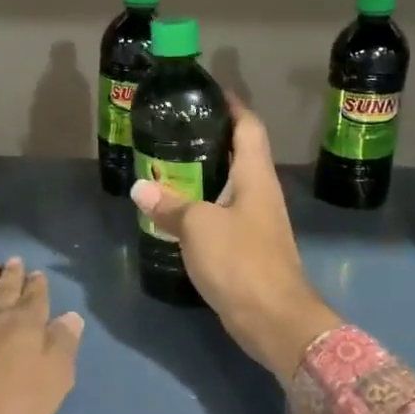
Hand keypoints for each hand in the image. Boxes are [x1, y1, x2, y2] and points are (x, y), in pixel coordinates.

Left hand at [0, 257, 83, 413]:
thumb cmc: (0, 406)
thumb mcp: (49, 384)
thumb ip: (62, 347)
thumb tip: (72, 317)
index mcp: (24, 325)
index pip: (35, 299)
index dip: (38, 286)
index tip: (38, 273)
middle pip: (5, 289)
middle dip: (12, 275)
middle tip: (14, 260)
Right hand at [130, 99, 340, 383]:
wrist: (275, 321)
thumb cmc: (241, 262)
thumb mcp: (199, 227)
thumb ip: (170, 205)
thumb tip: (140, 187)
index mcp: (255, 176)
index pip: (249, 127)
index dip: (232, 105)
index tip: (207, 92)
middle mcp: (260, 192)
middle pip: (239, 153)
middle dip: (210, 138)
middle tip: (173, 129)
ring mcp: (257, 222)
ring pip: (230, 185)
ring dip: (204, 173)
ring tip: (168, 165)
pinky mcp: (249, 248)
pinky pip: (224, 214)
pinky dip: (202, 205)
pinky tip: (178, 210)